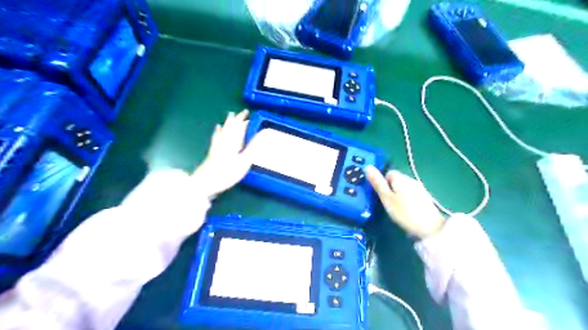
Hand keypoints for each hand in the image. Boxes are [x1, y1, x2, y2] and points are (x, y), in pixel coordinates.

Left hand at [194, 110, 254, 199]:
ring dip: (228, 123)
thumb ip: (253, 147)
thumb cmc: (227, 173)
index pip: (240, 128)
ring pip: (223, 130)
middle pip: (231, 127)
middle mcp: (225, 141)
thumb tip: (262, 133)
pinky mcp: (212, 152)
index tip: (250, 114)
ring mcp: (217, 146)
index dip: (245, 121)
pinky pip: (216, 137)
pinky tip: (217, 129)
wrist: (205, 182)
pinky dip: (218, 131)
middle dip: (237, 119)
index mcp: (233, 142)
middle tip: (242, 112)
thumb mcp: (244, 161)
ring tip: (230, 115)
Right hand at [367, 166, 443, 238]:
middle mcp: (411, 179)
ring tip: (397, 209)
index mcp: (400, 178)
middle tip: (388, 203)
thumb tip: (368, 166)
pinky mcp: (426, 198)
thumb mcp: (387, 198)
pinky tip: (408, 211)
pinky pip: (412, 194)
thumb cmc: (404, 212)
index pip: (389, 173)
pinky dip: (408, 200)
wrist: (431, 228)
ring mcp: (420, 188)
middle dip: (391, 189)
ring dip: (400, 195)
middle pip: (397, 180)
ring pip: (405, 188)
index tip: (382, 196)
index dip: (383, 183)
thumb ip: (378, 183)